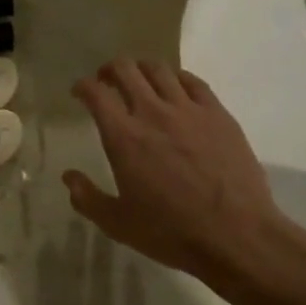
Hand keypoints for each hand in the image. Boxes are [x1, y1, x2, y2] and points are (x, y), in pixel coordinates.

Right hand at [65, 59, 298, 287]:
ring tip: (139, 80)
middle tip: (106, 81)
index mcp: (123, 137)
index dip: (82, 86)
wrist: (237, 235)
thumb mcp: (118, 224)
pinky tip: (175, 88)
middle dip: (109, 69)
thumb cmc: (171, 232)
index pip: (95, 93)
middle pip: (125, 69)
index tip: (79, 92)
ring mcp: (189, 110)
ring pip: (159, 69)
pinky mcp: (218, 114)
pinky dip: (177, 78)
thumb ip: (87, 198)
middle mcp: (153, 113)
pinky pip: (193, 82)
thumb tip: (69, 177)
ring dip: (142, 69)